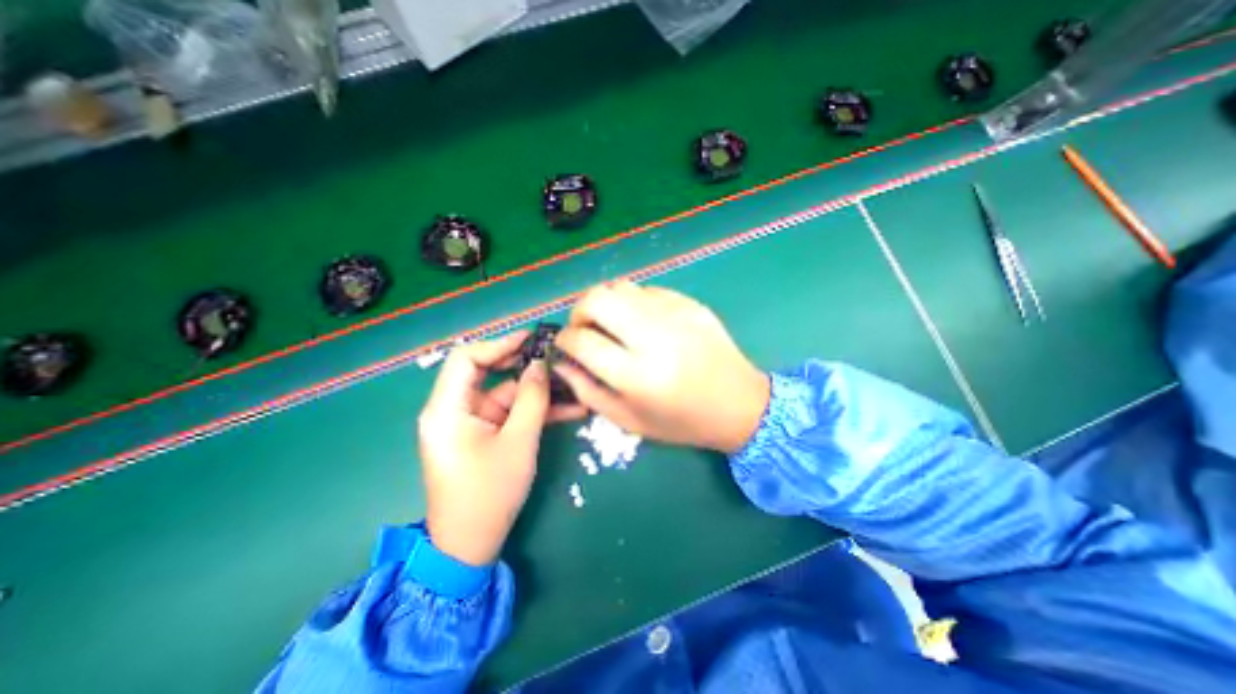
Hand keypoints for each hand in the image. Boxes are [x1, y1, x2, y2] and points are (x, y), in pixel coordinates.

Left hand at [417, 329, 583, 569]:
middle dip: (523, 365)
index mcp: (447, 409)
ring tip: (572, 384)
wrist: (471, 544)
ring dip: (536, 391)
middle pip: (487, 373)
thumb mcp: (518, 442)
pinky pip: (509, 413)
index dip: (499, 344)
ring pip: (504, 394)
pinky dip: (533, 410)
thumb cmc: (490, 493)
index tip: (532, 339)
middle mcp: (453, 410)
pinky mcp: (483, 434)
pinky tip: (567, 409)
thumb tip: (541, 365)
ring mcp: (469, 423)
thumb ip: (532, 399)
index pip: (467, 359)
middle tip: (554, 358)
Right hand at [556, 283, 770, 454]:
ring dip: (605, 303)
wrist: (738, 403)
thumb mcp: (629, 420)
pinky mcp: (690, 303)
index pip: (582, 341)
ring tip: (611, 325)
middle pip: (597, 299)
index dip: (564, 340)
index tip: (565, 345)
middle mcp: (654, 337)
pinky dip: (633, 303)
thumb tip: (562, 363)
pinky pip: (647, 290)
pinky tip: (641, 322)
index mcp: (637, 375)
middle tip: (584, 329)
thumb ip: (588, 392)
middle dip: (579, 311)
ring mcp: (675, 314)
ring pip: (620, 287)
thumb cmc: (681, 421)